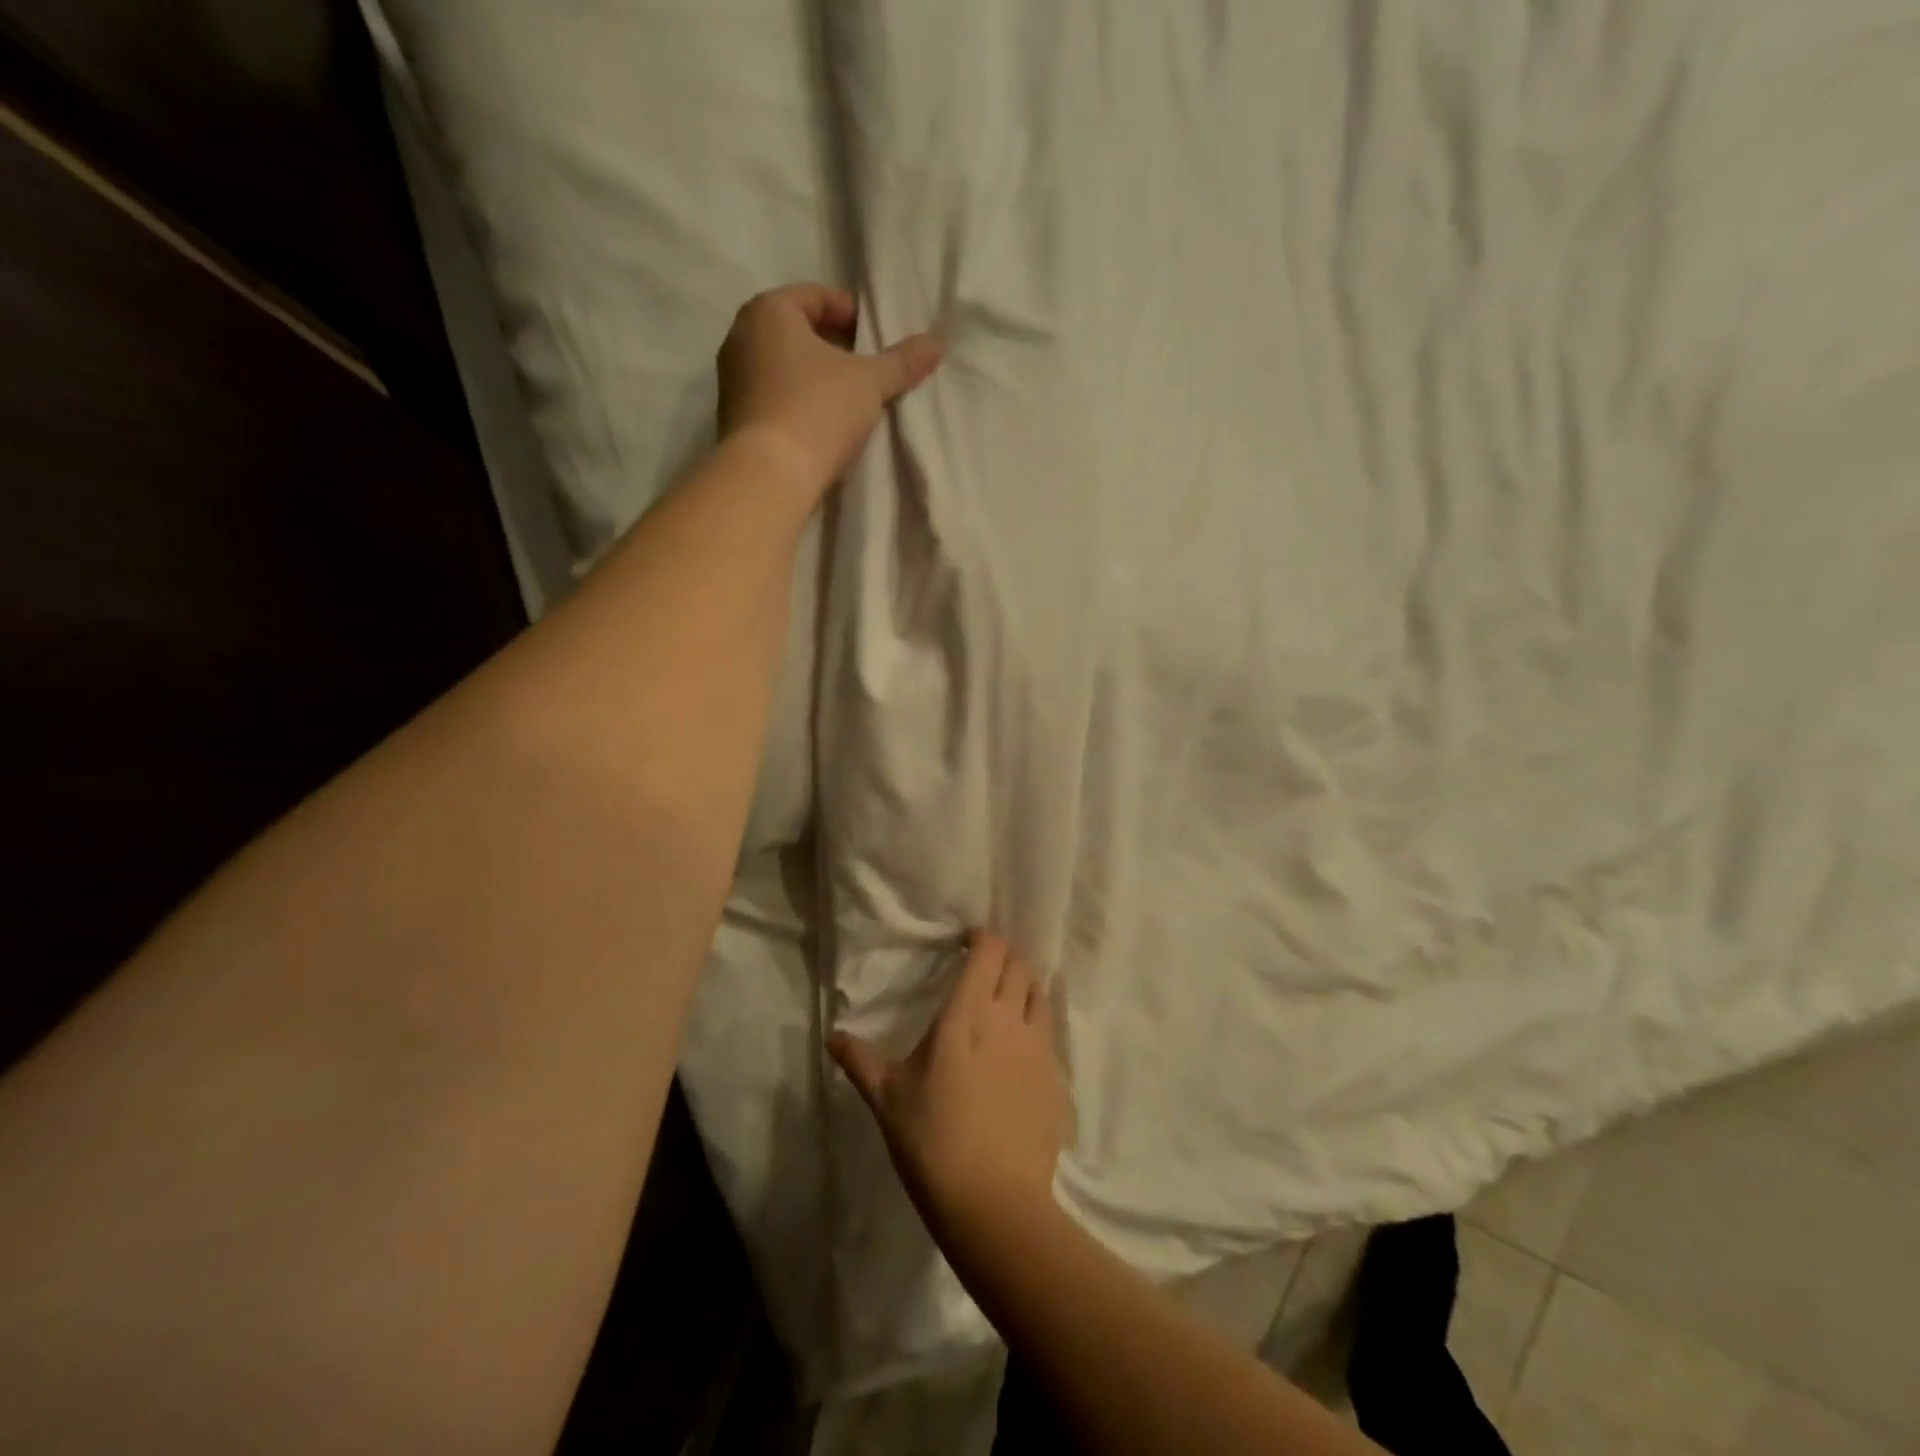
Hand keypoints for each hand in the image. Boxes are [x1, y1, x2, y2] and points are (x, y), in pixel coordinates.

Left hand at [716, 283, 942, 499]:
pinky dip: (797, 402)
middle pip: (796, 331)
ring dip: (814, 377)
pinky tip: (822, 425)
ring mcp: (732, 380)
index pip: (814, 296)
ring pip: (783, 366)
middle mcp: (741, 337)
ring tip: (847, 399)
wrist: (769, 475)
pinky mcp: (735, 419)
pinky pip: (773, 397)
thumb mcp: (869, 383)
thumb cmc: (818, 411)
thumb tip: (937, 342)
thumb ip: (902, 362)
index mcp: (768, 312)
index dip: (849, 312)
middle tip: (865, 368)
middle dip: (832, 346)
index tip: (874, 338)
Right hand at [831, 934, 1070, 1233]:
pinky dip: (1036, 1031)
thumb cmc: (932, 1140)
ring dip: (1025, 990)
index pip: (990, 952)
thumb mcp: (887, 1099)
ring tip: (1006, 1006)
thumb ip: (861, 1060)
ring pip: (1040, 997)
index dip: (983, 939)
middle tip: (984, 974)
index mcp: (968, 1013)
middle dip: (1004, 961)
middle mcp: (1009, 1020)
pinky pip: (1050, 1038)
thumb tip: (832, 1036)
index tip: (968, 943)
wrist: (993, 1203)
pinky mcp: (1057, 1080)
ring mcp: (1039, 1049)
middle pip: (1019, 967)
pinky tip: (1019, 1057)